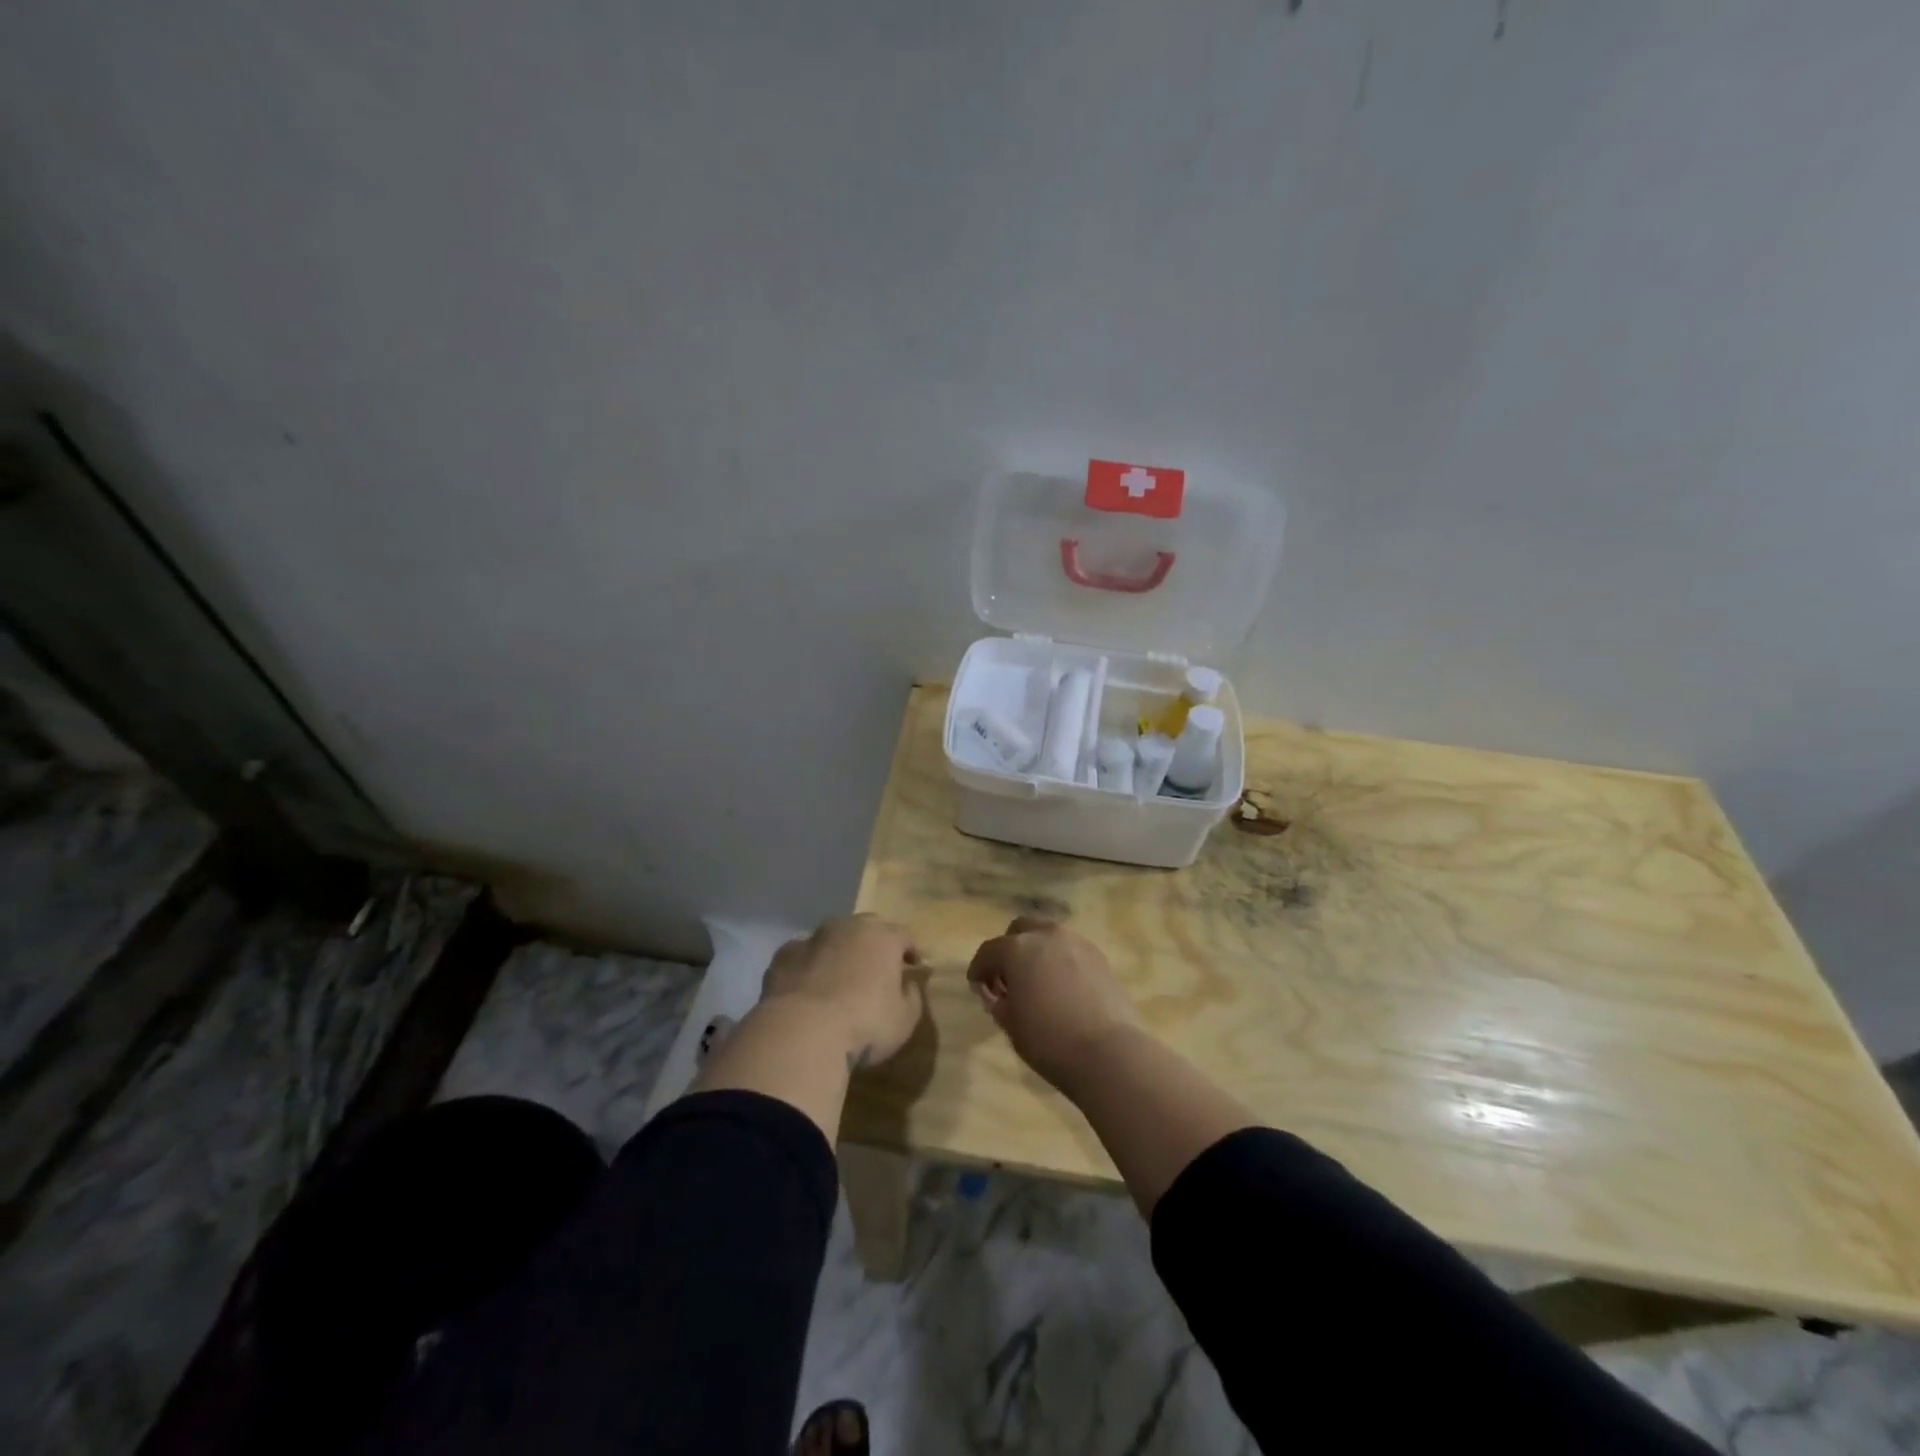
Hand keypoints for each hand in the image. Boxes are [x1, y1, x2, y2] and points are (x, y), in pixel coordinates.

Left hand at [761, 914, 926, 1068]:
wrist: (801, 1032)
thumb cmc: (864, 1024)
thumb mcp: (905, 1019)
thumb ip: (912, 996)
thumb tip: (909, 984)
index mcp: (883, 938)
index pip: (904, 936)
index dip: (910, 951)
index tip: (914, 966)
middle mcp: (848, 928)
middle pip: (867, 928)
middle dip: (874, 944)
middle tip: (877, 968)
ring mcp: (813, 939)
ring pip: (832, 938)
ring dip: (839, 952)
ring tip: (839, 977)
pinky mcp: (783, 956)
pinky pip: (802, 956)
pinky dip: (808, 966)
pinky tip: (807, 987)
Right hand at [967, 917, 1142, 1090]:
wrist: (1109, 1052)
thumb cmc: (1049, 1041)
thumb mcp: (1011, 1025)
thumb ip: (999, 1003)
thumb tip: (998, 994)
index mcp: (1017, 949)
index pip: (989, 951)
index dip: (979, 969)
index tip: (976, 985)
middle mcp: (1047, 935)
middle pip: (1020, 929)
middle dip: (1009, 948)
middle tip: (1007, 977)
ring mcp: (1077, 943)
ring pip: (1048, 936)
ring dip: (1037, 951)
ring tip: (1036, 980)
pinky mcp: (1100, 957)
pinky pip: (1071, 951)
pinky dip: (1060, 961)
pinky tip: (1062, 987)